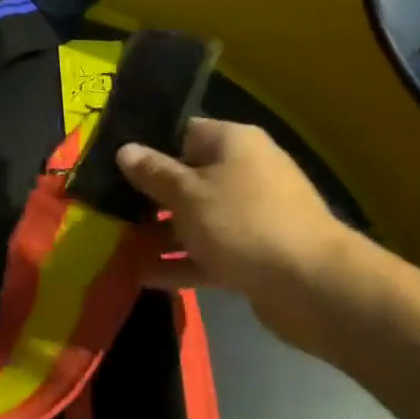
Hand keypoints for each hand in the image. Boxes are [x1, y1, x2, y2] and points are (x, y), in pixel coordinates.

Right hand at [118, 118, 359, 321]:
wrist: (313, 286)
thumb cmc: (243, 222)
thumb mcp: (188, 193)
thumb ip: (154, 173)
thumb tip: (125, 150)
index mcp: (233, 143)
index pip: (183, 132)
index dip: (148, 145)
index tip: (113, 162)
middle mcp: (244, 172)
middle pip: (188, 177)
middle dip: (149, 195)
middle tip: (106, 206)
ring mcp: (251, 215)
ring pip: (196, 218)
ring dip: (160, 233)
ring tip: (117, 245)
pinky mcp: (254, 255)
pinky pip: (208, 252)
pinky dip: (180, 262)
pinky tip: (142, 277)